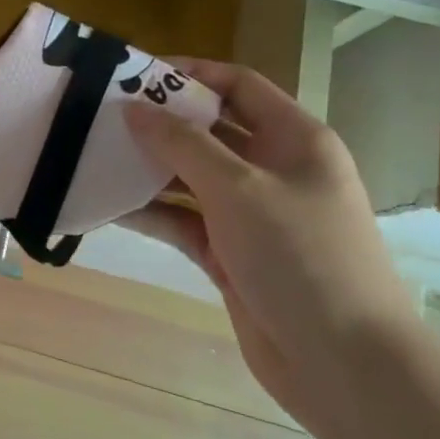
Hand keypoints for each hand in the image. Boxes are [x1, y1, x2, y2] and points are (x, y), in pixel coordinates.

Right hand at [124, 61, 420, 436]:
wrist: (343, 364)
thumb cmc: (300, 256)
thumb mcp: (238, 188)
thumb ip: (182, 143)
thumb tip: (134, 108)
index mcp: (294, 139)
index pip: (238, 85)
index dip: (190, 73)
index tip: (135, 75)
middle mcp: (274, 169)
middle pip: (210, 129)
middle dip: (160, 122)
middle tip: (103, 114)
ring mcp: (252, 214)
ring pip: (192, 176)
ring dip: (149, 167)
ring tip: (96, 155)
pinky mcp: (231, 253)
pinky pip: (184, 219)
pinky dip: (152, 212)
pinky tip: (109, 205)